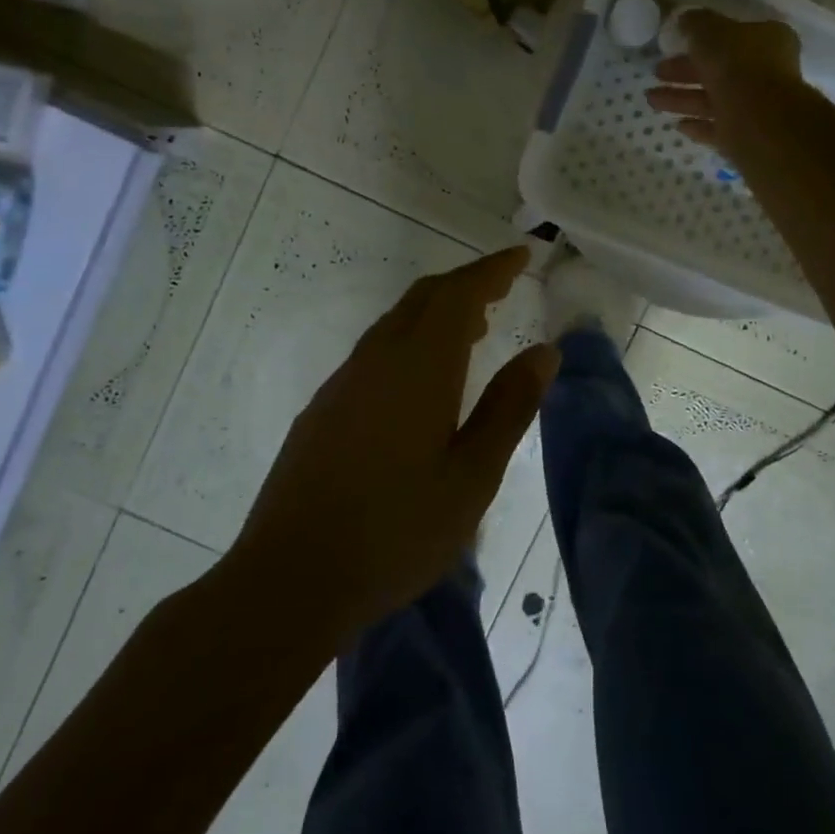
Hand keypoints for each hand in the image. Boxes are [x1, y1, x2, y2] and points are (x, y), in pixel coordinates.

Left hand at [228, 246, 559, 640]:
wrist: (290, 578)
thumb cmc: (396, 531)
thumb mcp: (473, 476)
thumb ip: (510, 407)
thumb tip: (545, 352)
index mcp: (419, 366)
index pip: (460, 294)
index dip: (493, 270)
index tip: (522, 255)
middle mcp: (378, 358)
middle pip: (424, 297)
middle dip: (467, 283)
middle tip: (504, 286)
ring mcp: (344, 381)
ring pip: (397, 321)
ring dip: (438, 310)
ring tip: (475, 327)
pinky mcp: (325, 407)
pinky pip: (378, 348)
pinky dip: (412, 338)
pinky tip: (424, 377)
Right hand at [646, 9, 804, 166]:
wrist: (759, 121)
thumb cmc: (737, 66)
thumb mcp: (711, 31)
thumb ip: (696, 23)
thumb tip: (686, 19)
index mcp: (767, 40)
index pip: (733, 35)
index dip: (703, 38)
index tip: (677, 43)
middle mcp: (765, 72)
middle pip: (719, 69)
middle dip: (684, 72)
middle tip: (656, 72)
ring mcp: (756, 106)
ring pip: (713, 100)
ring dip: (681, 99)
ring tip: (651, 99)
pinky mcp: (746, 136)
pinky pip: (717, 128)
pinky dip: (698, 125)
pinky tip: (677, 125)